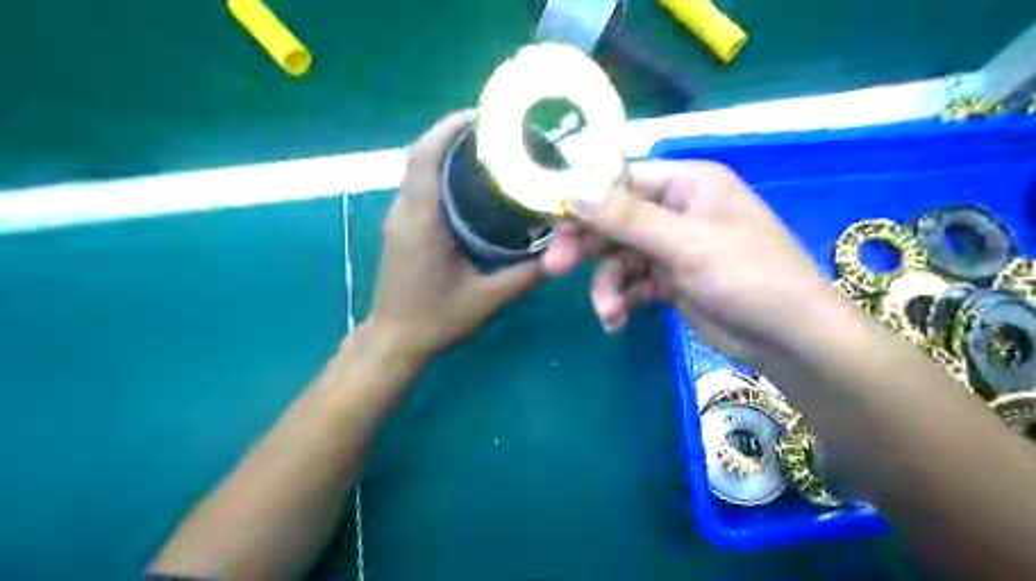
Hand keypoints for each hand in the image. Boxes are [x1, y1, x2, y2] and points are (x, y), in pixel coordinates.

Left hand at [369, 110, 543, 361]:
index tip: (481, 115)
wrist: (394, 341)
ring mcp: (398, 218)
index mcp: (421, 221)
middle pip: (420, 155)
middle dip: (453, 134)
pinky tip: (471, 183)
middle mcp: (404, 211)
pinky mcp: (401, 227)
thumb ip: (525, 275)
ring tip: (488, 151)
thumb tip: (562, 251)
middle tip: (497, 133)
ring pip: (417, 168)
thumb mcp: (488, 299)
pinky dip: (440, 172)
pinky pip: (418, 186)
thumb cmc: (436, 319)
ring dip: (446, 152)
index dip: (448, 128)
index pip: (425, 157)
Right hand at [544, 160, 843, 363]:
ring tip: (608, 312)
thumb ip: (626, 218)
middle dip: (588, 248)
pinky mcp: (669, 281)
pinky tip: (618, 320)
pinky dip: (622, 301)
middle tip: (554, 268)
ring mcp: (672, 248)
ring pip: (620, 258)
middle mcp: (677, 211)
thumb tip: (573, 190)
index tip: (553, 220)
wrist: (787, 338)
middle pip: (615, 222)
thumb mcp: (685, 242)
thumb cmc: (746, 275)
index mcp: (687, 184)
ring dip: (608, 286)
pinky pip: (632, 284)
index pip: (623, 180)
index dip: (587, 199)